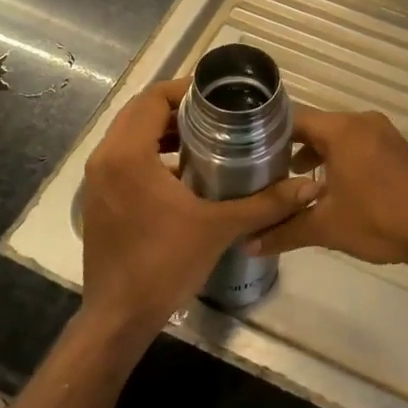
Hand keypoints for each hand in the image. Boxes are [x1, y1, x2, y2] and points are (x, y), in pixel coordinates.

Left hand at [80, 79, 321, 330]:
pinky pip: (124, 158)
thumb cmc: (164, 264)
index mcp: (127, 154)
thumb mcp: (219, 228)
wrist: (119, 317)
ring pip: (130, 135)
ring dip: (163, 130)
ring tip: (206, 137)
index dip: (184, 90)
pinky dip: (151, 152)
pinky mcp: (99, 198)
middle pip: (139, 112)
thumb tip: (309, 187)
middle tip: (217, 113)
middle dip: (177, 108)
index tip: (218, 95)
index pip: (152, 98)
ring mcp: (97, 180)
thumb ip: (265, 203)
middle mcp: (106, 158)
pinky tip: (185, 171)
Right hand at [248, 108, 407, 275]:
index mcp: (342, 129)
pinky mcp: (400, 150)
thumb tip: (248, 244)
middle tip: (265, 171)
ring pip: (339, 137)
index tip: (245, 153)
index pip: (293, 119)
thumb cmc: (380, 219)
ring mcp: (385, 134)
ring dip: (318, 156)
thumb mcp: (327, 227)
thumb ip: (285, 231)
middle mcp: (363, 122)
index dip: (267, 135)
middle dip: (290, 148)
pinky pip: (360, 145)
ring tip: (294, 182)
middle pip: (316, 126)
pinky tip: (333, 188)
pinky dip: (342, 159)